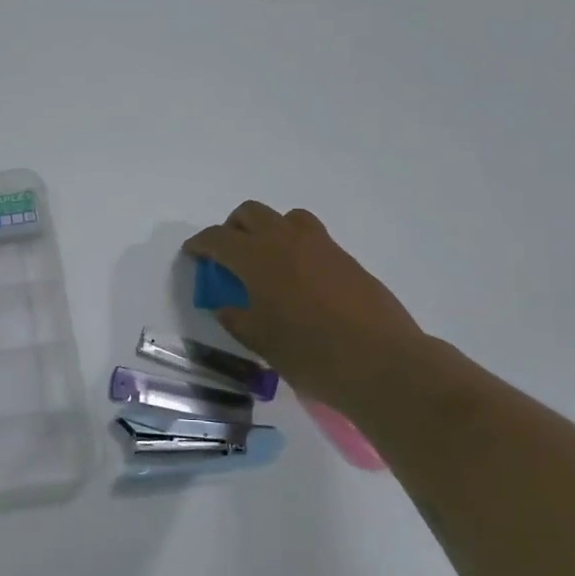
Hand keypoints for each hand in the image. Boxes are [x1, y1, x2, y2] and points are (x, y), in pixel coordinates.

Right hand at [183, 203, 429, 413]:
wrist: (381, 362)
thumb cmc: (309, 353)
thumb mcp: (259, 340)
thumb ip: (236, 317)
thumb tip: (227, 306)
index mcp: (257, 258)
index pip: (218, 238)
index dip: (200, 244)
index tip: (192, 254)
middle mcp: (286, 240)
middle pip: (250, 213)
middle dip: (232, 229)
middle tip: (227, 257)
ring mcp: (320, 246)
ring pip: (285, 217)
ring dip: (267, 229)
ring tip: (265, 261)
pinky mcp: (346, 258)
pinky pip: (311, 236)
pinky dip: (294, 245)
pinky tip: (298, 279)